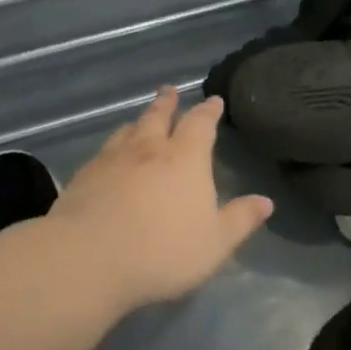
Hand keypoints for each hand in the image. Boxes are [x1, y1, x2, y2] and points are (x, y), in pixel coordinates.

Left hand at [49, 87, 273, 308]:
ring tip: (141, 119)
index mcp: (185, 159)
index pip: (201, 124)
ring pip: (128, 130)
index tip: (213, 101)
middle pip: (159, 116)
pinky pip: (104, 151)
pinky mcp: (84, 175)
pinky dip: (114, 145)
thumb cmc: (162, 251)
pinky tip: (110, 155)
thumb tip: (265, 201)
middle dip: (168, 103)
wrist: (88, 258)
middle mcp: (149, 149)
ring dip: (139, 121)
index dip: (208, 111)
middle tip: (170, 91)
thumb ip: (240, 220)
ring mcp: (112, 159)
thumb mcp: (215, 243)